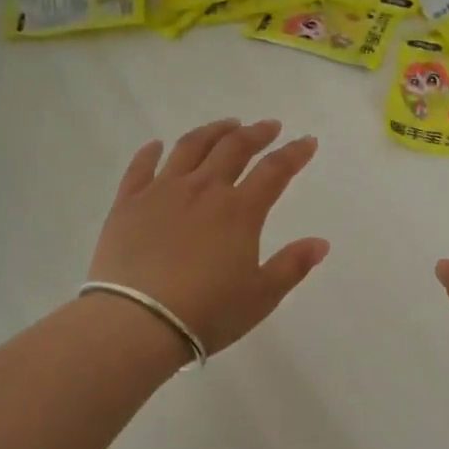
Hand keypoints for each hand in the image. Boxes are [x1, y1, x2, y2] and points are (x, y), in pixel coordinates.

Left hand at [88, 119, 328, 356]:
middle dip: (256, 133)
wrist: (137, 323)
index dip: (294, 153)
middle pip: (233, 148)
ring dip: (212, 132)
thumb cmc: (207, 312)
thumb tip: (321, 243)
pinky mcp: (128, 204)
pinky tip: (156, 145)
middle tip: (268, 126)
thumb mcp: (261, 296)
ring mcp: (162, 192)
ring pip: (190, 148)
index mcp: (240, 211)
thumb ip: (292, 265)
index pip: (275, 170)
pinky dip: (151, 152)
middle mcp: (203, 190)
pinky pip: (140, 167)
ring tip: (226, 125)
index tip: (307, 141)